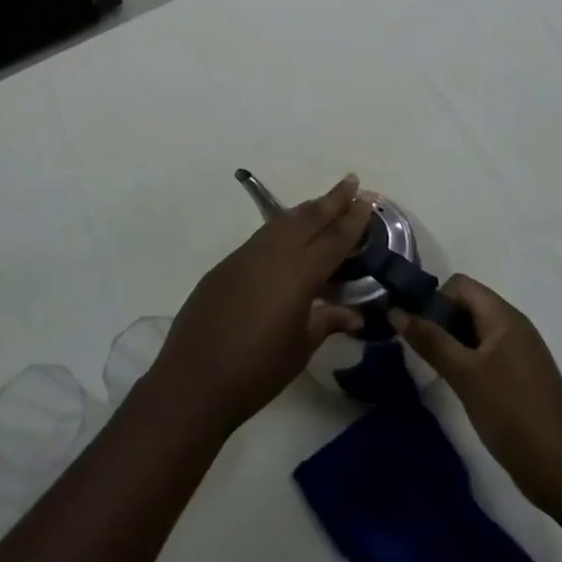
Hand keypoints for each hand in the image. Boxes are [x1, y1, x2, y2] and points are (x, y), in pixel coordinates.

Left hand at [151, 175, 372, 435]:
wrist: (195, 379)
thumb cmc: (257, 370)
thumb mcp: (300, 348)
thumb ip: (327, 322)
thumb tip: (354, 314)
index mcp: (298, 275)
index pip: (332, 240)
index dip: (352, 220)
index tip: (366, 200)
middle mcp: (272, 255)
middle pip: (307, 219)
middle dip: (331, 200)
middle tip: (351, 182)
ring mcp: (245, 256)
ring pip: (282, 222)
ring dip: (305, 210)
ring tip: (324, 203)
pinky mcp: (225, 265)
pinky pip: (262, 237)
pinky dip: (282, 228)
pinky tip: (288, 235)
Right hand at [393, 275, 561, 512]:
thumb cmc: (512, 414)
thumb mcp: (464, 375)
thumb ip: (430, 340)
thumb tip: (395, 311)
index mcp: (504, 317)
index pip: (460, 285)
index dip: (434, 300)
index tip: (417, 330)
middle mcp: (515, 326)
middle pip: (467, 304)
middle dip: (440, 321)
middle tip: (422, 352)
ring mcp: (521, 352)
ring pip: (476, 330)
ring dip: (452, 342)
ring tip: (437, 370)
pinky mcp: (523, 376)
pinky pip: (488, 352)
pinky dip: (468, 360)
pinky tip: (460, 386)